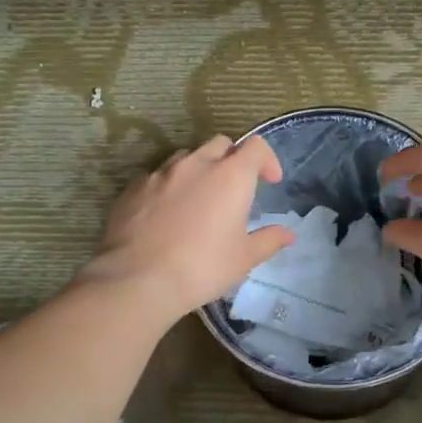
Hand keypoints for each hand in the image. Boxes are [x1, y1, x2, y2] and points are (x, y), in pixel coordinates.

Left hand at [81, 135, 294, 322]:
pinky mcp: (133, 188)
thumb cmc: (202, 268)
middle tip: (234, 188)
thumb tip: (288, 233)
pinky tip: (166, 214)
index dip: (267, 159)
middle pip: (220, 144)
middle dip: (232, 159)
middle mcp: (196, 164)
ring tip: (199, 199)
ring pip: (186, 157)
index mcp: (230, 176)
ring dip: (199, 169)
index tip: (270, 181)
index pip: (256, 146)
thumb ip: (268, 240)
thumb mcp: (244, 259)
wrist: (137, 279)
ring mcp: (160, 173)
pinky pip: (157, 177)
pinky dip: (169, 187)